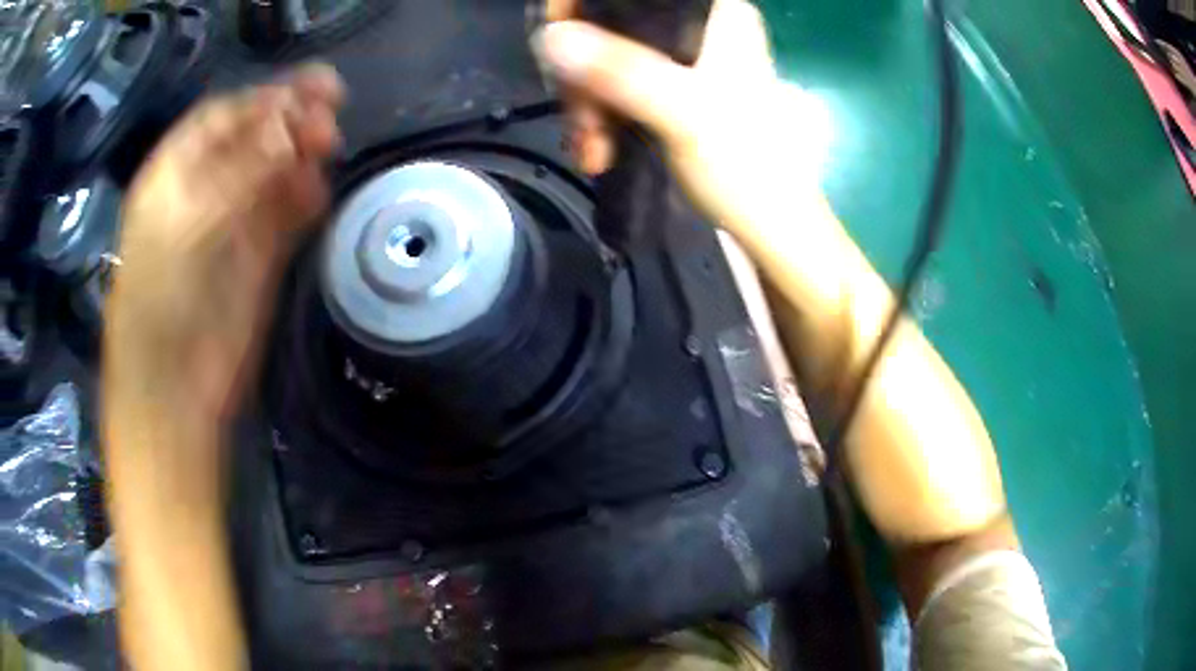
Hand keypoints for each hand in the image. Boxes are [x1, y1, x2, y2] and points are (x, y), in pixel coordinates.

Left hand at [106, 64, 344, 420]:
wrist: (175, 394)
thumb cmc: (160, 306)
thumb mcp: (188, 228)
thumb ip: (238, 172)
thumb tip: (290, 122)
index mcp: (174, 176)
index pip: (220, 118)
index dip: (262, 100)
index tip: (308, 90)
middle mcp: (204, 192)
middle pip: (252, 140)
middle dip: (290, 120)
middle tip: (332, 109)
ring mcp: (232, 225)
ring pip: (273, 173)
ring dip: (302, 155)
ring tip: (331, 145)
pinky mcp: (258, 259)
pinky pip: (285, 216)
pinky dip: (304, 198)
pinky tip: (320, 190)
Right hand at [536, 3, 1008, 550]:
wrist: (789, 247)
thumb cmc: (761, 182)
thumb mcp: (691, 121)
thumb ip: (629, 74)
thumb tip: (556, 40)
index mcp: (717, 15)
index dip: (585, 6)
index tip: (560, 43)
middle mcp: (704, 31)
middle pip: (612, 22)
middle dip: (582, 66)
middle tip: (582, 114)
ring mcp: (689, 65)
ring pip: (610, 58)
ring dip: (588, 99)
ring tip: (592, 145)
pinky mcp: (679, 100)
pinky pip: (620, 90)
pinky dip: (602, 116)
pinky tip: (600, 148)